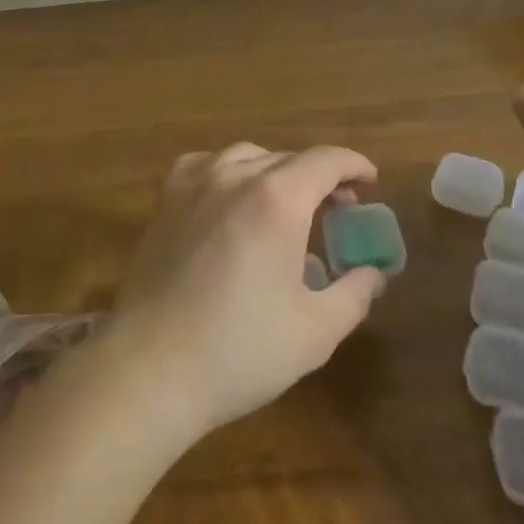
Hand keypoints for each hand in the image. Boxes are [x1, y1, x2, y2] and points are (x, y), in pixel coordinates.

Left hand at [106, 144, 386, 444]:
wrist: (151, 366)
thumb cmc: (240, 350)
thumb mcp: (316, 331)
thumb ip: (354, 293)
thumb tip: (373, 273)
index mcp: (277, 199)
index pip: (326, 161)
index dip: (354, 166)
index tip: (370, 183)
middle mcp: (234, 175)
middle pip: (288, 158)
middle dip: (320, 177)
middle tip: (336, 211)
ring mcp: (193, 183)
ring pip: (246, 156)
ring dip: (276, 172)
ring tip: (286, 205)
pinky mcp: (164, 200)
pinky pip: (204, 165)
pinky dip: (228, 171)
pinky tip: (230, 197)